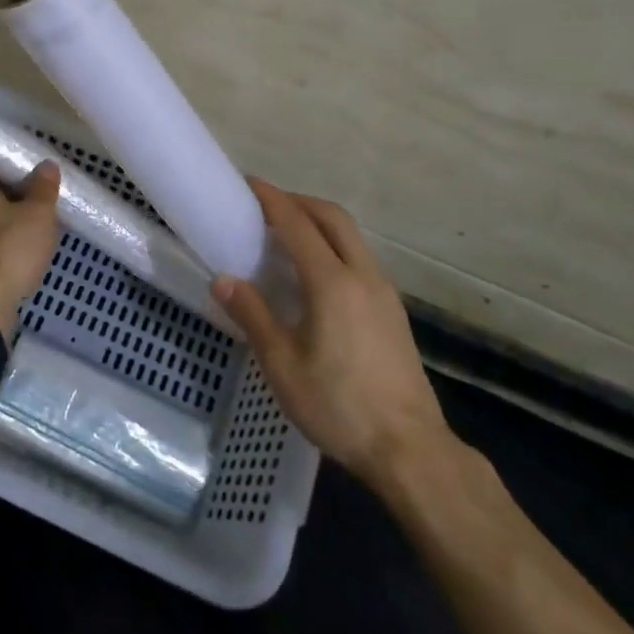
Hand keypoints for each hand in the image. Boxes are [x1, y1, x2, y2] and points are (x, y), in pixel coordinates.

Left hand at [0, 162, 61, 335]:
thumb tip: (46, 165)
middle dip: (12, 193)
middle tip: (40, 194)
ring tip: (38, 224)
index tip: (28, 166)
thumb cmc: (9, 248)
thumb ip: (43, 188)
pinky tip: (26, 252)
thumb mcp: (38, 214)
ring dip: (9, 221)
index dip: (5, 162)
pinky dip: (5, 245)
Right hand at [213, 180, 450, 490]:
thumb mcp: (283, 365)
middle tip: (267, 206)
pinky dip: (334, 246)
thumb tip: (223, 279)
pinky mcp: (394, 311)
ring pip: (351, 236)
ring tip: (288, 235)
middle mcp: (362, 275)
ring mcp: (384, 292)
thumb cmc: (339, 406)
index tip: (248, 184)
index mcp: (331, 282)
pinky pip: (360, 258)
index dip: (271, 199)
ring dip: (320, 222)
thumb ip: (253, 316)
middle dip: (299, 201)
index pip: (297, 224)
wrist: (410, 449)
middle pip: (332, 218)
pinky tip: (318, 274)